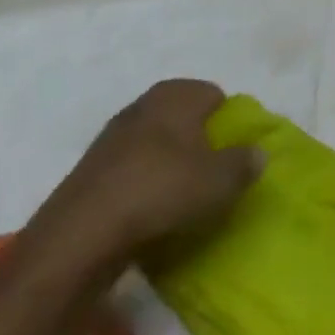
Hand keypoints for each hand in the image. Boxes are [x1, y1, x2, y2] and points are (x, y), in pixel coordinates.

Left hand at [20, 80, 259, 282]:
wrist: (77, 240)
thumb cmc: (161, 192)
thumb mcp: (222, 180)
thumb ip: (245, 162)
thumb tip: (257, 154)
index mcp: (176, 94)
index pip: (215, 95)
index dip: (228, 122)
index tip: (234, 151)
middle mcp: (142, 105)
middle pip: (183, 118)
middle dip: (198, 141)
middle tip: (211, 173)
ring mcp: (109, 139)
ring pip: (154, 145)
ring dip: (168, 166)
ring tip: (180, 198)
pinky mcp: (86, 174)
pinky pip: (129, 172)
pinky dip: (141, 187)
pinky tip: (148, 214)